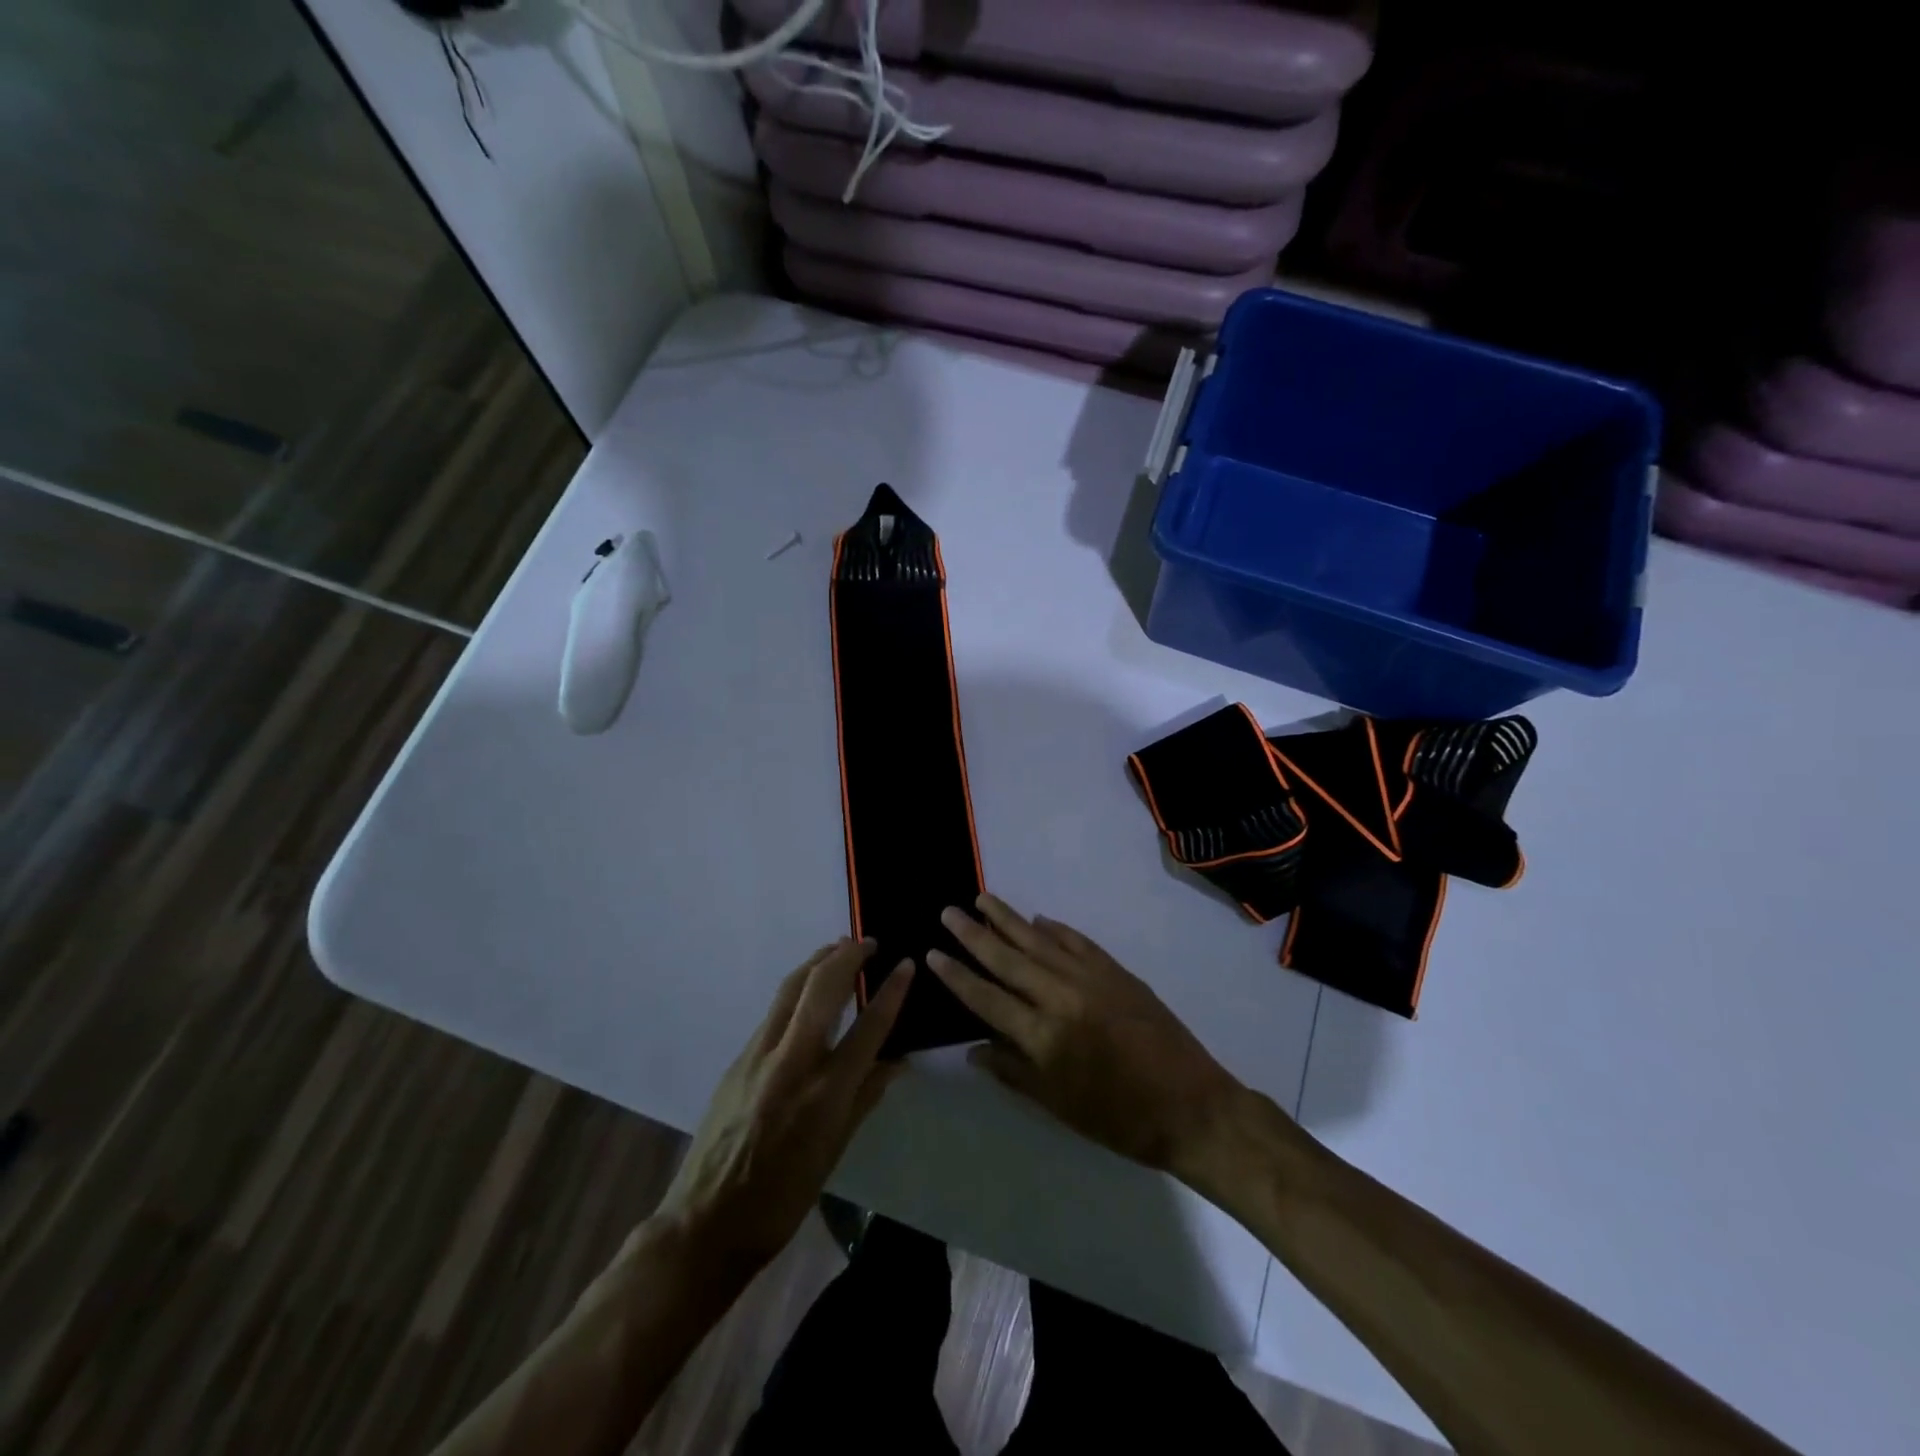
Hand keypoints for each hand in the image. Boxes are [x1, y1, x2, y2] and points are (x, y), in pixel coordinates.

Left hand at [653, 939, 910, 1276]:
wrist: (706, 1221)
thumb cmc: (783, 1197)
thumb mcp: (835, 1151)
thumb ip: (866, 1096)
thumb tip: (898, 1059)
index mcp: (825, 1093)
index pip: (869, 1027)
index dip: (892, 991)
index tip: (907, 963)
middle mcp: (792, 1062)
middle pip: (823, 987)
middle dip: (849, 956)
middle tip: (870, 943)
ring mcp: (759, 1055)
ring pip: (791, 987)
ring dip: (819, 960)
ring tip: (840, 947)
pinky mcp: (738, 1058)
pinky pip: (774, 1010)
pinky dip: (797, 987)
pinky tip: (808, 990)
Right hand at [926, 894, 1244, 1181]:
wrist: (1191, 1107)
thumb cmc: (1119, 1119)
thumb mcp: (1058, 1106)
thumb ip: (1013, 1072)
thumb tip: (973, 1049)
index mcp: (1044, 1036)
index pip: (987, 998)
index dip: (957, 975)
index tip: (933, 953)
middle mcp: (1062, 997)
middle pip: (1009, 959)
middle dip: (975, 934)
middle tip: (949, 911)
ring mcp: (1092, 978)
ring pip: (1040, 940)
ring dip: (1009, 919)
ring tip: (983, 898)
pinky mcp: (1117, 972)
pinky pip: (1078, 942)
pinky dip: (1056, 928)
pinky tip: (1038, 919)